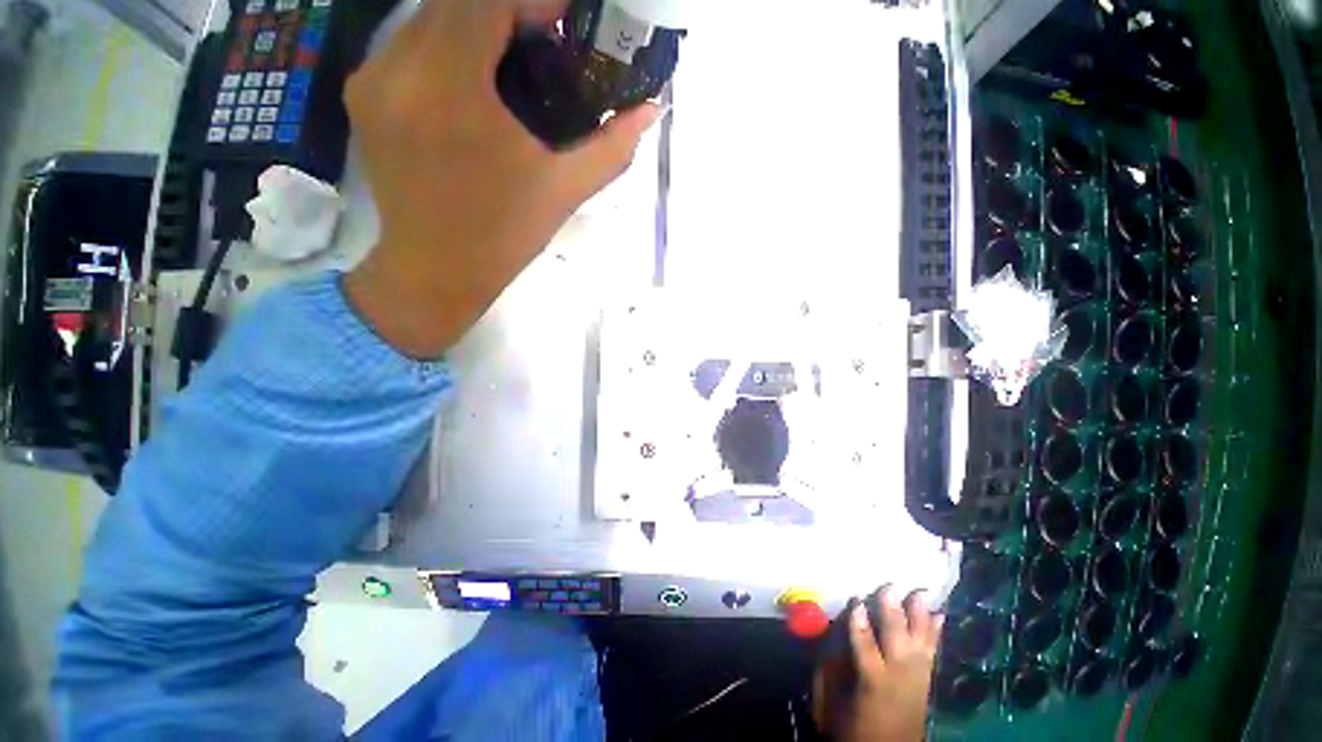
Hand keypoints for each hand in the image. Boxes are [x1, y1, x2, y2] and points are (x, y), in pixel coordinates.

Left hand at [344, 0, 661, 356]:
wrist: (435, 270)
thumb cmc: (503, 236)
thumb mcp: (564, 192)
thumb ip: (612, 147)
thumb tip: (652, 110)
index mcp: (453, 90)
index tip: (565, 21)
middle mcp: (400, 68)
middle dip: (508, 8)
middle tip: (545, 37)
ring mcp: (372, 78)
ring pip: (429, 16)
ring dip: (476, 23)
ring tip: (514, 59)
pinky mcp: (362, 93)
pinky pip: (409, 44)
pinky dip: (448, 45)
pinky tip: (474, 82)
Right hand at [813, 588, 943, 741]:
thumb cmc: (854, 729)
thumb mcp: (831, 706)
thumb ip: (828, 673)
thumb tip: (826, 640)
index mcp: (872, 684)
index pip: (866, 650)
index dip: (860, 625)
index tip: (856, 600)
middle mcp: (898, 679)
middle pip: (897, 642)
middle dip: (893, 614)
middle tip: (890, 586)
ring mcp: (917, 680)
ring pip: (919, 643)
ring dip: (919, 617)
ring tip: (919, 591)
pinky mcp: (926, 682)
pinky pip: (932, 653)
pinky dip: (935, 633)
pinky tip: (939, 615)